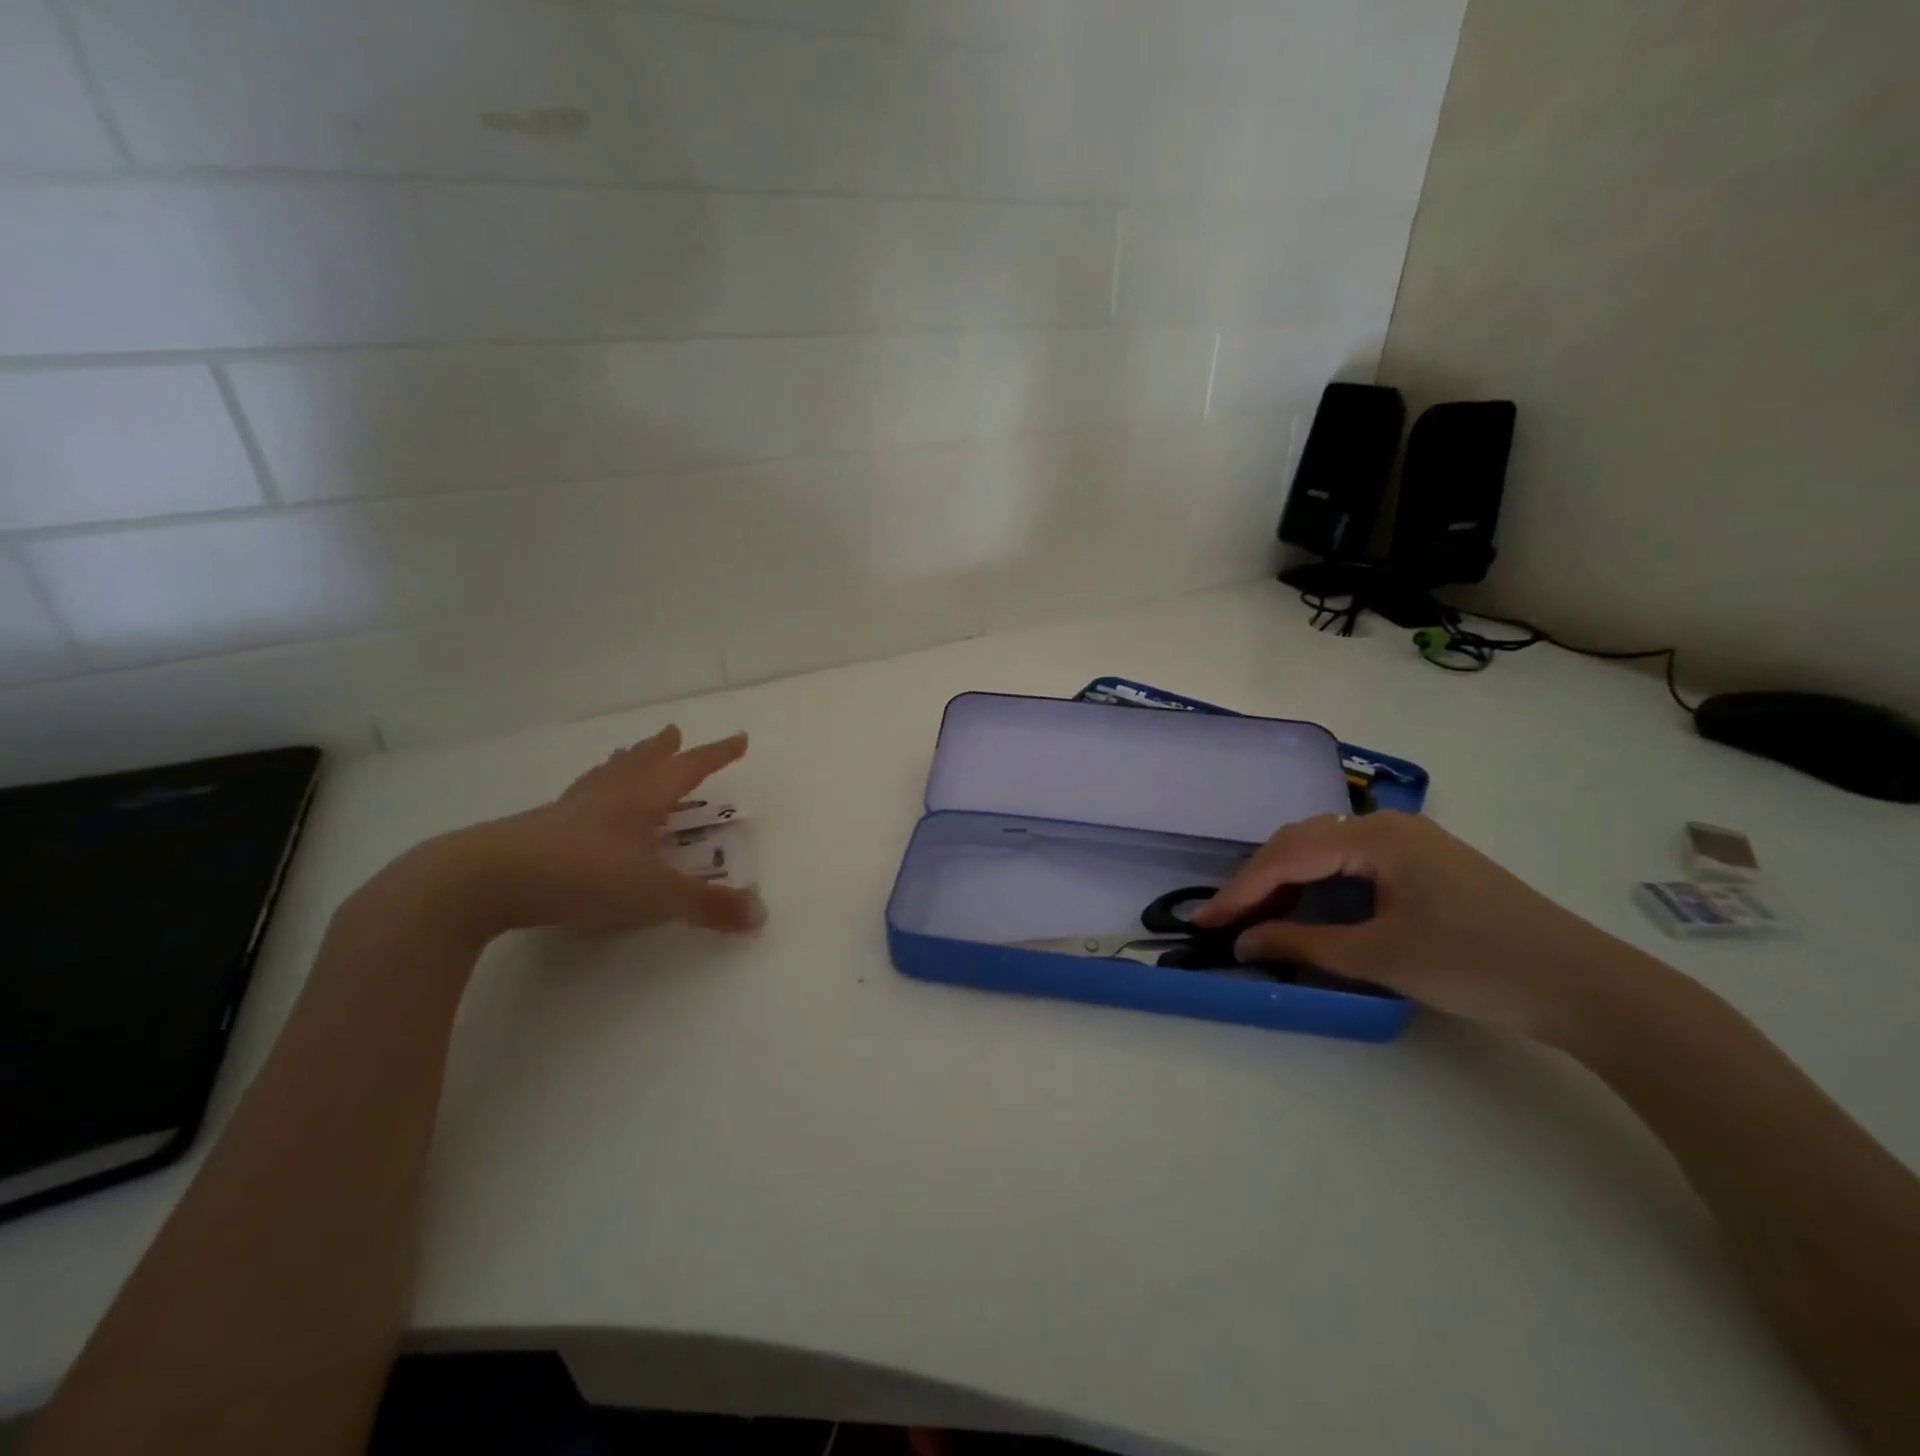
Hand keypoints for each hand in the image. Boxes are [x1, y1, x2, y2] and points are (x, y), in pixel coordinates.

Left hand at [385, 725, 766, 946]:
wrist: (485, 879)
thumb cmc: (583, 875)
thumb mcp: (656, 895)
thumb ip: (708, 905)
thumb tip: (760, 914)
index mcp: (642, 800)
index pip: (689, 770)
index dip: (716, 755)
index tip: (738, 739)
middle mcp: (609, 796)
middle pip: (641, 762)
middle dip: (663, 749)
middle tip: (674, 732)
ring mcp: (571, 810)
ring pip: (605, 775)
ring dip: (624, 762)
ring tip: (627, 753)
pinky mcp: (539, 829)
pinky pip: (577, 799)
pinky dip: (591, 791)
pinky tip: (581, 805)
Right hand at [1190, 811, 1657, 1046]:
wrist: (1587, 986)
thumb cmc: (1479, 965)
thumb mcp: (1382, 956)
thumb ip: (1303, 944)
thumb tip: (1243, 943)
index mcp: (1377, 836)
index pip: (1288, 856)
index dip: (1241, 890)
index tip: (1206, 922)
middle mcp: (1388, 825)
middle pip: (1300, 843)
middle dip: (1257, 881)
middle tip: (1226, 921)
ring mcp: (1409, 842)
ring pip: (1323, 850)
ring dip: (1285, 881)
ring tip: (1257, 917)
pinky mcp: (1423, 864)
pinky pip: (1350, 863)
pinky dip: (1317, 885)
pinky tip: (1307, 909)